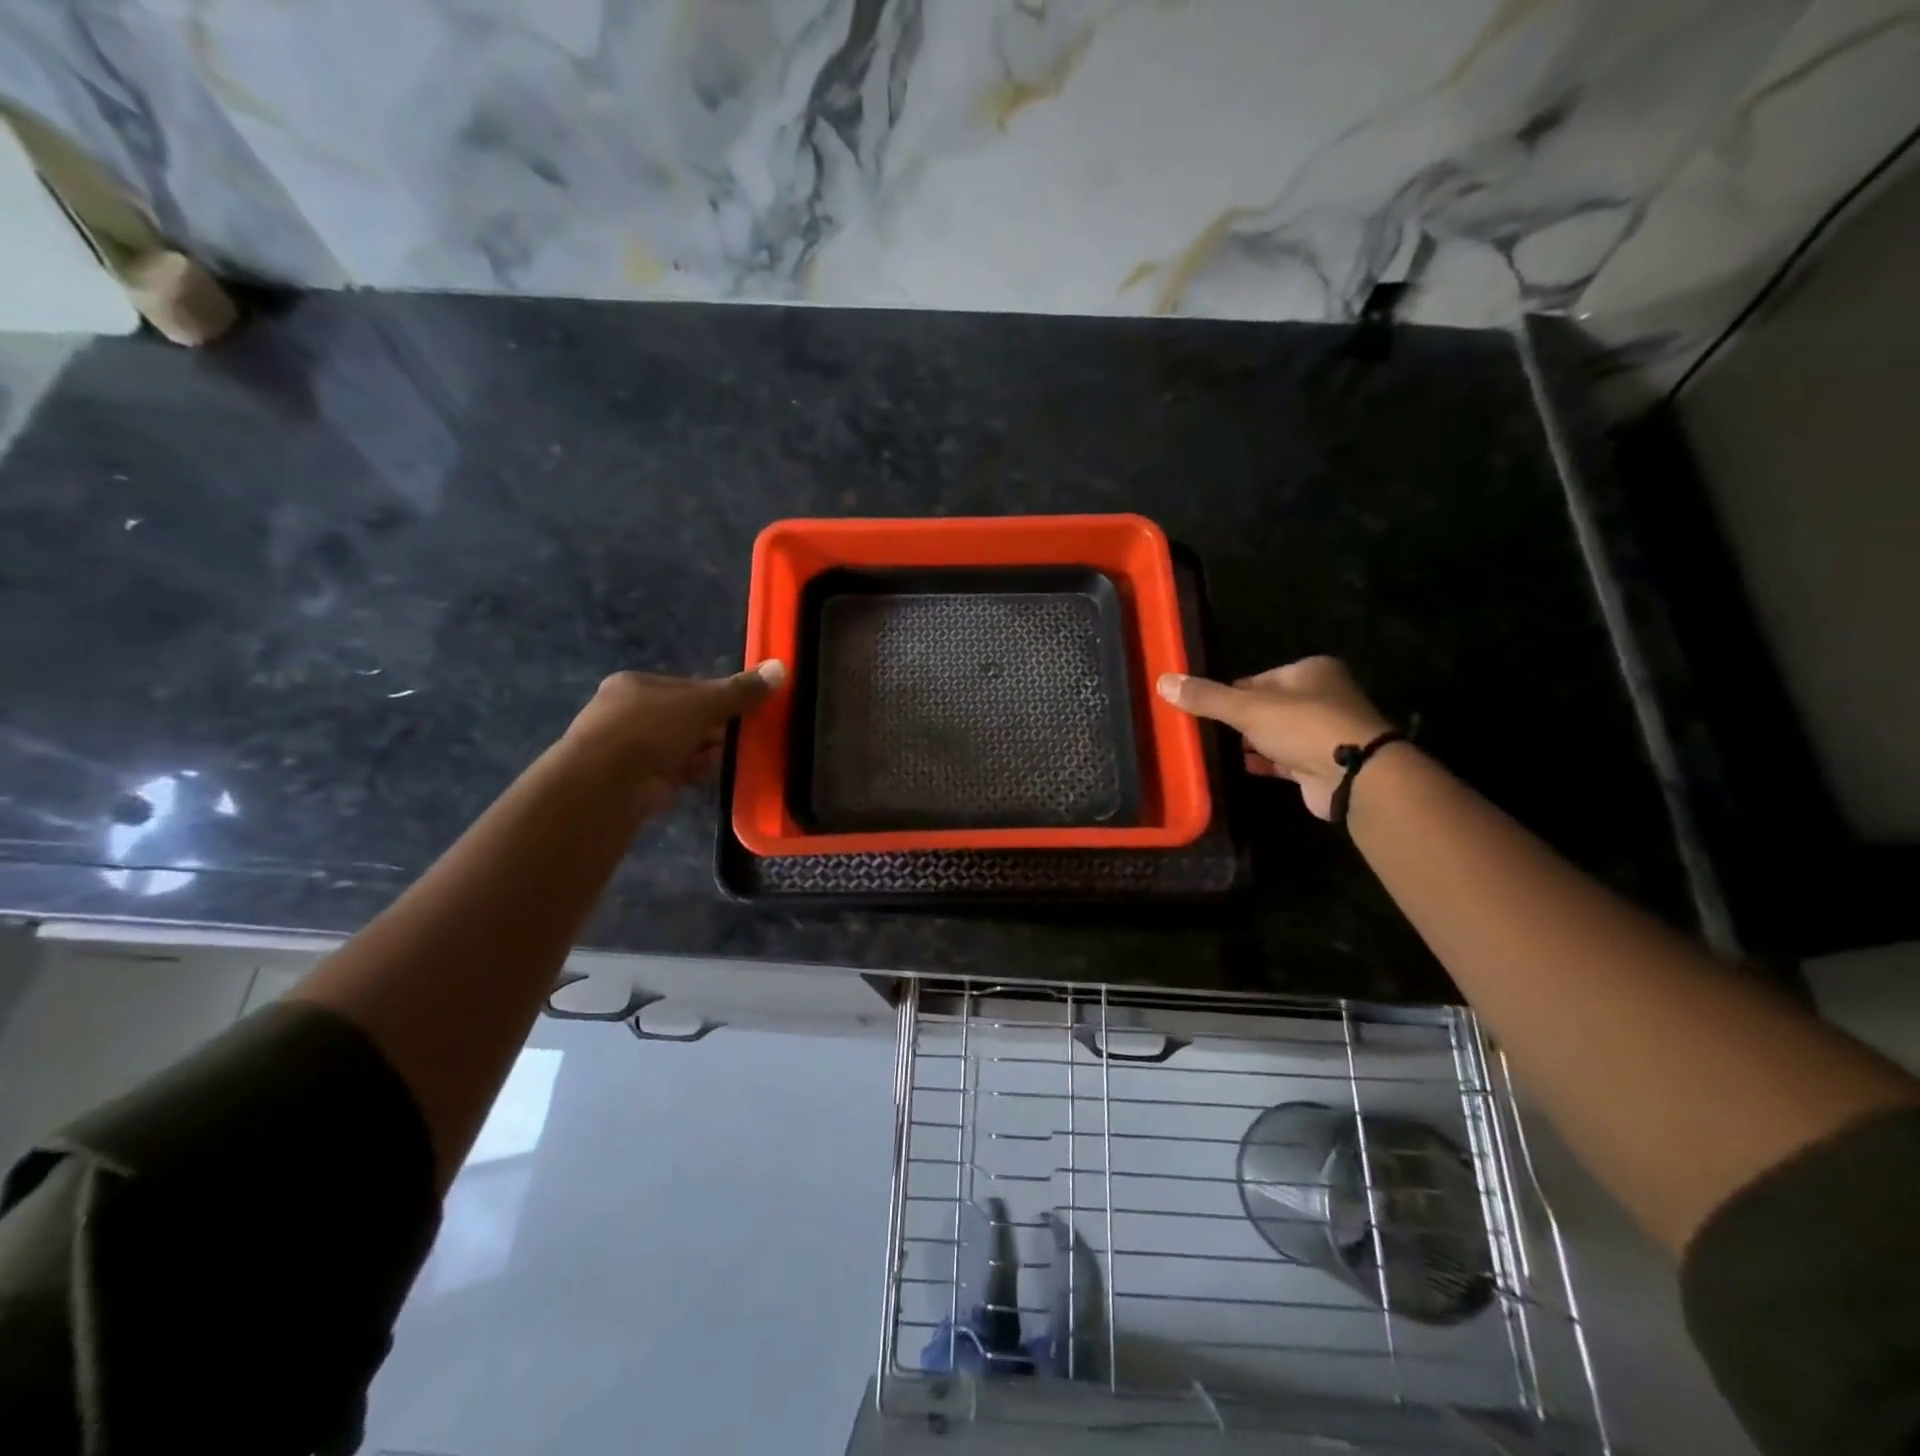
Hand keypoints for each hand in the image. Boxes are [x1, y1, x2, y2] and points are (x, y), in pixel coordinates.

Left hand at [564, 660, 784, 809]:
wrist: (606, 785)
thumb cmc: (650, 730)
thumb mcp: (702, 704)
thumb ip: (740, 691)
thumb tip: (782, 667)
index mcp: (635, 684)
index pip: (687, 686)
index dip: (717, 695)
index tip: (744, 708)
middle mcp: (626, 713)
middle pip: (684, 716)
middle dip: (712, 726)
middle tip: (742, 734)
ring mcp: (628, 749)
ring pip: (679, 745)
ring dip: (704, 750)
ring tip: (732, 755)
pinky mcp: (634, 780)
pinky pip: (673, 770)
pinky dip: (693, 771)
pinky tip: (711, 774)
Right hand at [1157, 656, 1390, 819]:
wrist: (1354, 776)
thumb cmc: (1304, 727)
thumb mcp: (1248, 707)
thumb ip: (1207, 697)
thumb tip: (1163, 681)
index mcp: (1311, 672)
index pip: (1260, 678)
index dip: (1231, 691)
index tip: (1204, 706)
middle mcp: (1321, 697)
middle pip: (1268, 705)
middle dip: (1240, 718)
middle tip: (1206, 729)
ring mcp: (1324, 733)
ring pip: (1276, 733)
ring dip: (1252, 741)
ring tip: (1214, 748)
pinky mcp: (1320, 764)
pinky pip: (1283, 759)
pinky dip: (1263, 762)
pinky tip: (1238, 767)